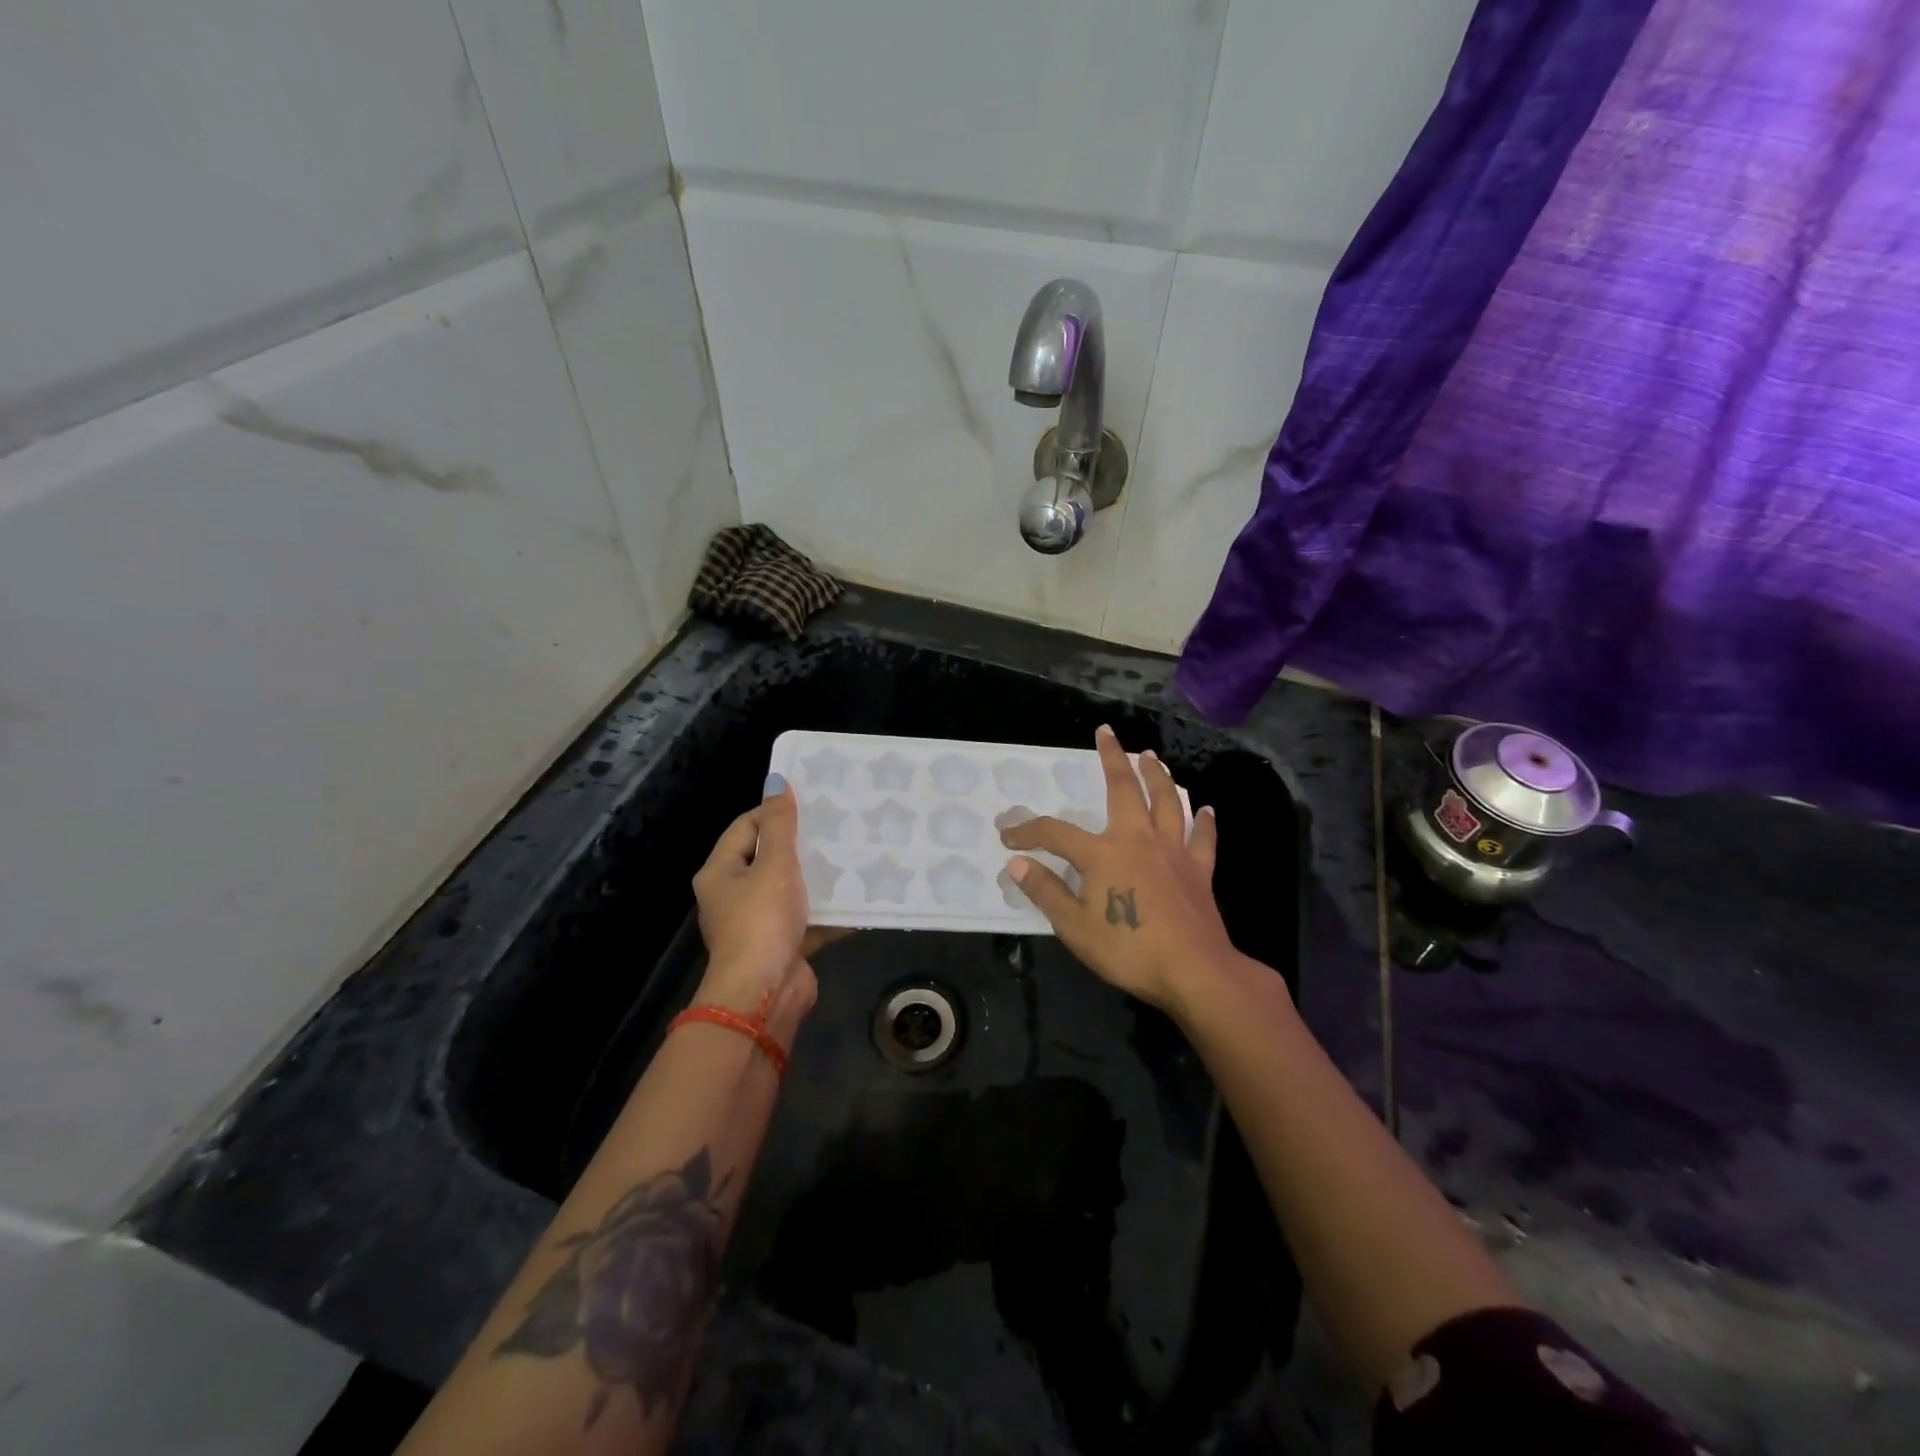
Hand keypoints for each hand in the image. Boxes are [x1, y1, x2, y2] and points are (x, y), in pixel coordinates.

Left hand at [691, 776, 839, 1046]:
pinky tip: (861, 896)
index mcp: (721, 873)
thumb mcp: (773, 865)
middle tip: (837, 825)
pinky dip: (830, 910)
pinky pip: (810, 919)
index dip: (774, 812)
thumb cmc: (762, 922)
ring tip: (854, 854)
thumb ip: (779, 825)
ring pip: (793, 890)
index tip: (810, 802)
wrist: (765, 995)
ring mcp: (760, 923)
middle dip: (802, 844)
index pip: (745, 827)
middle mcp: (735, 896)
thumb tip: (776, 781)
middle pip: (769, 858)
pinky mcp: (784, 945)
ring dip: (819, 877)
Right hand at [1000, 726, 1235, 1012]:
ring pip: (1166, 802)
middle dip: (1112, 759)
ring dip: (1158, 776)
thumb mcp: (1074, 927)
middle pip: (1124, 789)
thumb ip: (1046, 892)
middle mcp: (1138, 840)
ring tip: (1151, 757)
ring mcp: (1173, 852)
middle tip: (1107, 733)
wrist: (1194, 972)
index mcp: (1102, 854)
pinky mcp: (1198, 870)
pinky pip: (1202, 838)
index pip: (1055, 833)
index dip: (1027, 831)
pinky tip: (1206, 809)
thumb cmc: (1129, 950)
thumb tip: (1017, 864)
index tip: (1008, 835)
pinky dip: (1203, 822)